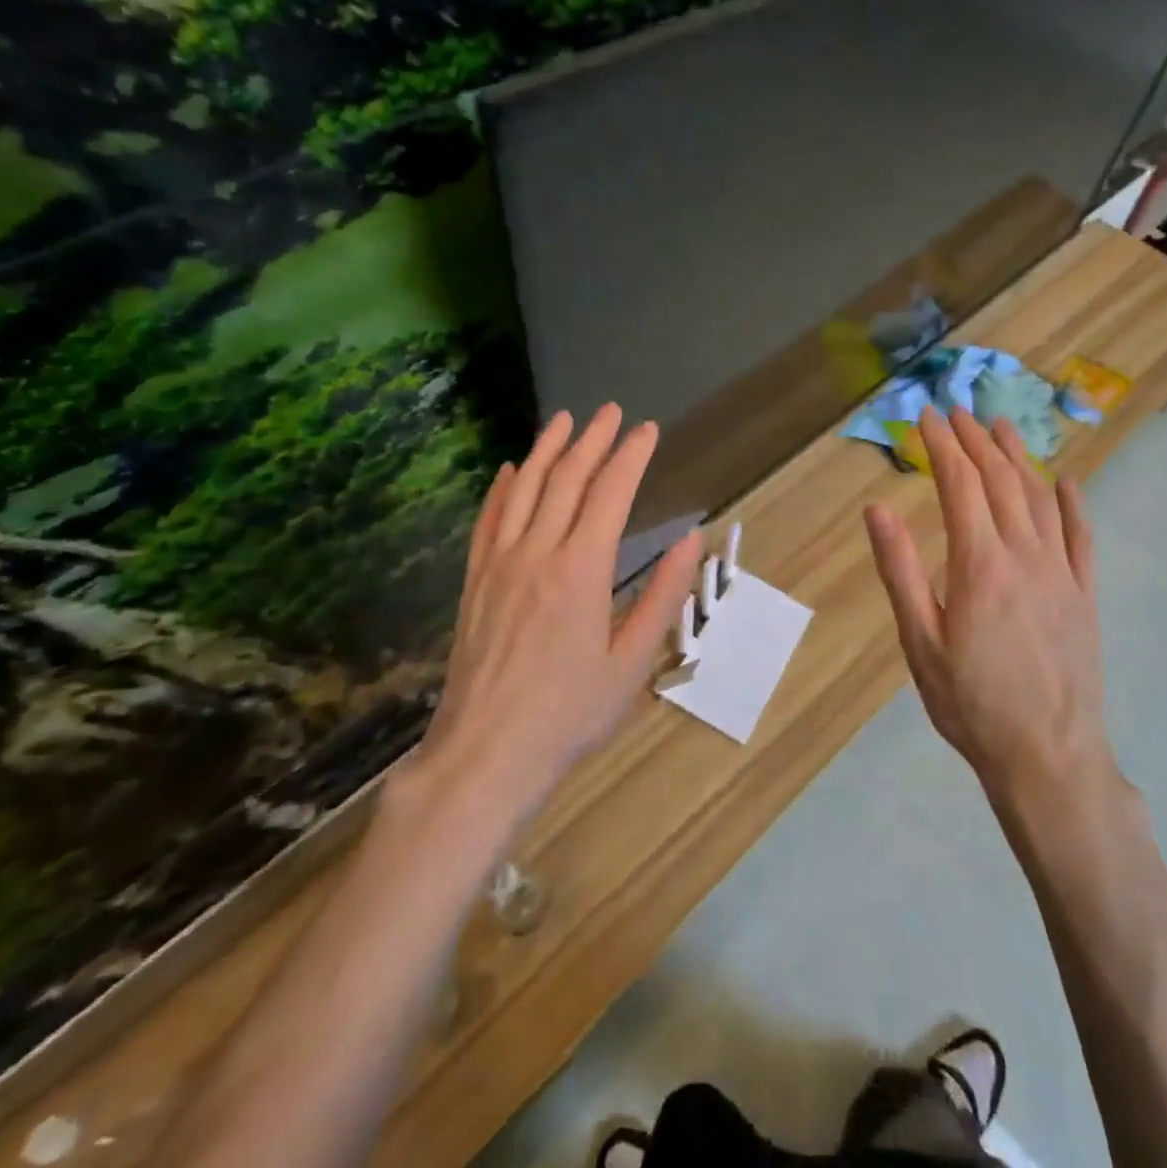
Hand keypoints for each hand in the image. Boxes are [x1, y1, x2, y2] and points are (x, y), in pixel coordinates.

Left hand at [417, 405, 701, 812]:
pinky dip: (502, 488)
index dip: (631, 456)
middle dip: (592, 439)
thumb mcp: (632, 662)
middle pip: (566, 479)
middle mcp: (537, 553)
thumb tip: (691, 540)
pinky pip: (488, 520)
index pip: (610, 493)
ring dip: (546, 449)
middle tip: (610, 412)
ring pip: (524, 489)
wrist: (485, 755)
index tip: (647, 430)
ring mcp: (499, 564)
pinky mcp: (475, 582)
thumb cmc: (570, 714)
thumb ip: (662, 595)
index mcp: (582, 570)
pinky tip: (511, 469)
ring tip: (563, 419)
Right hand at [863, 407, 1111, 799]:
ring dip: (1019, 457)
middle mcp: (1025, 555)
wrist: (1048, 756)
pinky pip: (1081, 536)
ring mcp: (1062, 573)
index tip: (926, 416)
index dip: (942, 445)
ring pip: (1040, 498)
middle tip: (958, 410)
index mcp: (979, 564)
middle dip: (976, 440)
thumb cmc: (970, 703)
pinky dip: (1073, 502)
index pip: (958, 484)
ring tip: (1002, 427)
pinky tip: (1066, 482)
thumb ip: (900, 570)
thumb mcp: (919, 641)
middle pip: (1000, 481)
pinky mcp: (1085, 594)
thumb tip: (877, 508)